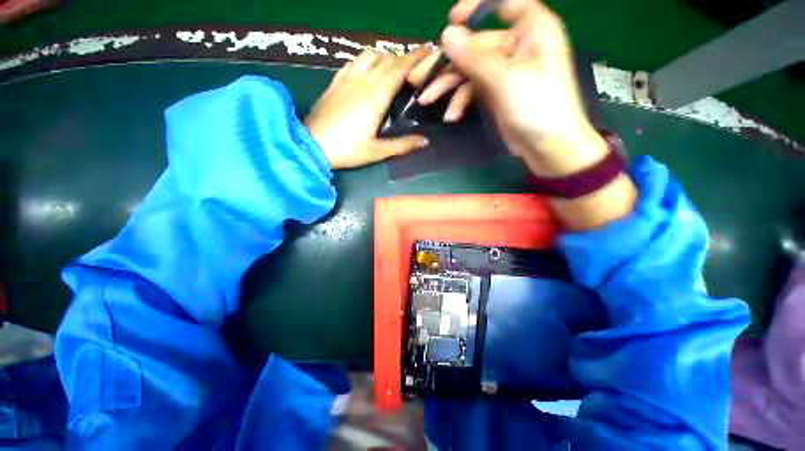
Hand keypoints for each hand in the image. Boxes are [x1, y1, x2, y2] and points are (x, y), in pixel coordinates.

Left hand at [306, 49, 430, 169]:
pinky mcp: (335, 82)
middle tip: (414, 69)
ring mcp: (347, 79)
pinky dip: (367, 60)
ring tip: (393, 70)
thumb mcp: (378, 151)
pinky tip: (369, 70)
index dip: (416, 58)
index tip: (428, 53)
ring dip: (386, 58)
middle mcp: (363, 81)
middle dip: (404, 58)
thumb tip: (424, 142)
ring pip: (370, 55)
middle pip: (388, 59)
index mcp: (376, 96)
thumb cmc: (347, 149)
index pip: (399, 68)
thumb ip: (402, 145)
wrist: (311, 145)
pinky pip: (354, 61)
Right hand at [409, 0, 607, 176]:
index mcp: (530, 29)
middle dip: (448, 61)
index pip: (502, 2)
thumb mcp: (505, 80)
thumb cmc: (538, 108)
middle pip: (476, 43)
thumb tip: (446, 34)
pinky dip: (460, 101)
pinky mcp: (497, 91)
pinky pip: (473, 89)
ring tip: (426, 99)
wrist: (548, 146)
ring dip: (448, 85)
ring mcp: (505, 70)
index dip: (475, 7)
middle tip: (419, 76)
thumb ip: (475, 57)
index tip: (451, 21)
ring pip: (470, 69)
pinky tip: (451, 115)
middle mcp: (517, 44)